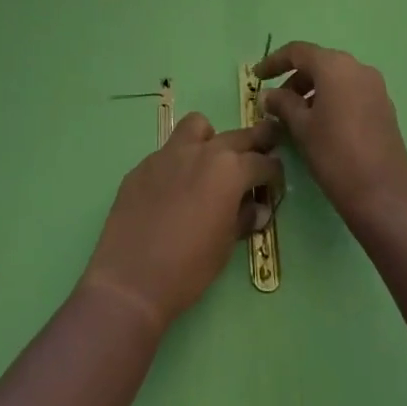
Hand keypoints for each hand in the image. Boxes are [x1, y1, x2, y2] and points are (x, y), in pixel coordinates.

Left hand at [81, 113, 281, 333]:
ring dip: (210, 139)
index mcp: (229, 170)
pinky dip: (179, 163)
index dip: (273, 171)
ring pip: (196, 127)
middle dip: (253, 143)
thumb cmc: (189, 267)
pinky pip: (168, 153)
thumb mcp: (226, 246)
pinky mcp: (142, 165)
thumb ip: (243, 218)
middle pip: (236, 136)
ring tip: (210, 163)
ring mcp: (168, 154)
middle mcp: (201, 151)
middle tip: (262, 150)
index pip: (261, 162)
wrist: (131, 278)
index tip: (275, 179)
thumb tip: (256, 208)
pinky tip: (174, 190)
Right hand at [256, 42, 406, 230]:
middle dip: (294, 79)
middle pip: (319, 63)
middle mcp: (358, 68)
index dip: (274, 61)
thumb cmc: (335, 155)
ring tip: (296, 117)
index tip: (257, 76)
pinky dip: (332, 100)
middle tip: (275, 103)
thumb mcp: (301, 128)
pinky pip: (351, 92)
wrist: (383, 196)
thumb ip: (283, 104)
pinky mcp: (385, 107)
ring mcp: (376, 87)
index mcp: (335, 66)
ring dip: (313, 90)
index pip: (298, 52)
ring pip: (336, 78)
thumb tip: (269, 95)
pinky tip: (321, 125)